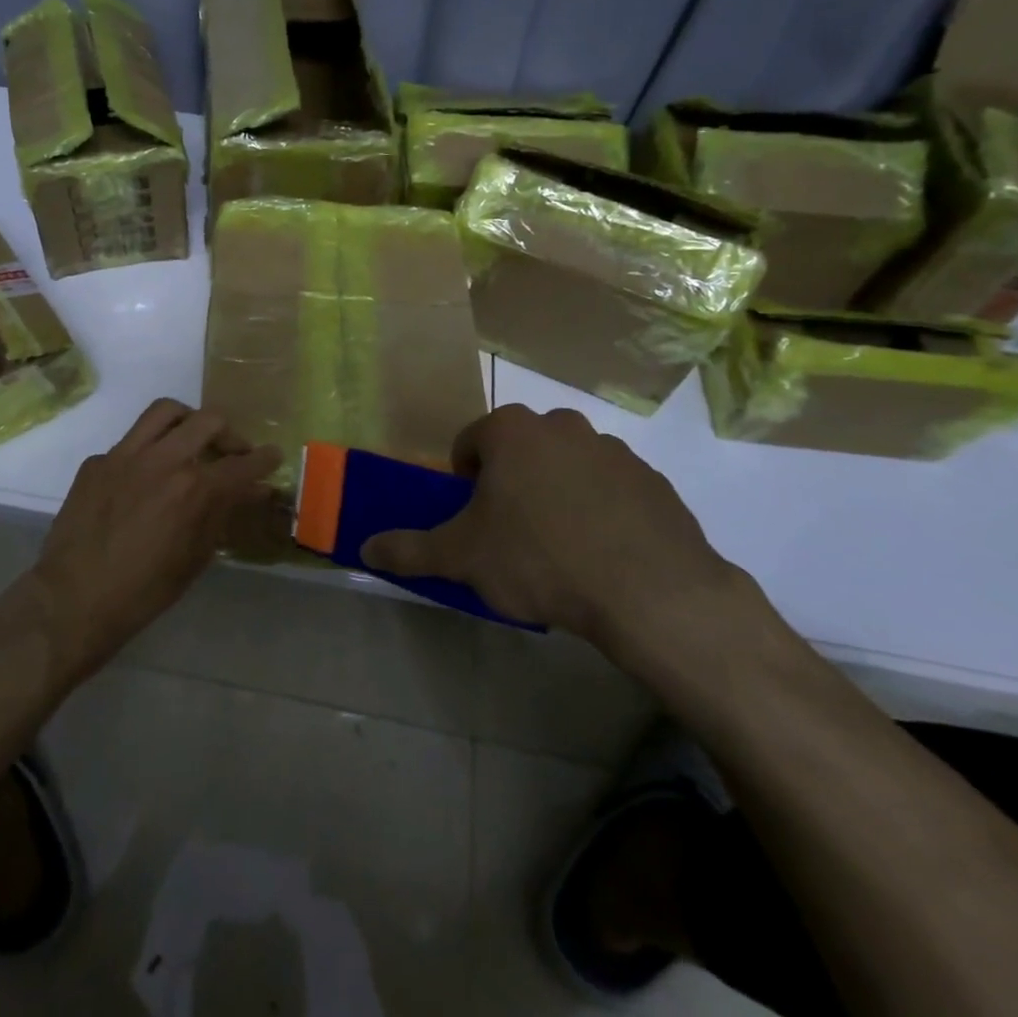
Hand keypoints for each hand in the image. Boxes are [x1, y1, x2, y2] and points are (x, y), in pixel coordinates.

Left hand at [31, 398, 280, 681]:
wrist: (73, 600)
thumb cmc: (144, 591)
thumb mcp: (196, 557)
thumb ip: (223, 514)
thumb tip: (251, 491)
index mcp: (193, 488)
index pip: (242, 464)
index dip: (264, 459)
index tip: (273, 455)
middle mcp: (163, 459)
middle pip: (209, 421)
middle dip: (230, 434)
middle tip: (232, 453)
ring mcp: (125, 454)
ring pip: (166, 411)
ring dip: (188, 420)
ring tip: (192, 439)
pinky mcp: (97, 461)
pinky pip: (130, 440)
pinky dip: (148, 449)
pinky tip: (145, 475)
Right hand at [360, 404, 752, 668]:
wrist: (652, 591)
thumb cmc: (540, 559)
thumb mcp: (462, 558)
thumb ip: (409, 550)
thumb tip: (364, 549)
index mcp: (512, 431)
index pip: (470, 442)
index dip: (463, 481)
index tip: (473, 520)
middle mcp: (561, 425)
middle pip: (519, 451)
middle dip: (510, 484)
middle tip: (512, 535)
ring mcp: (613, 449)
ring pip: (566, 467)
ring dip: (555, 495)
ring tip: (560, 550)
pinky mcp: (653, 480)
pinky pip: (610, 489)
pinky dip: (600, 511)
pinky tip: (602, 555)